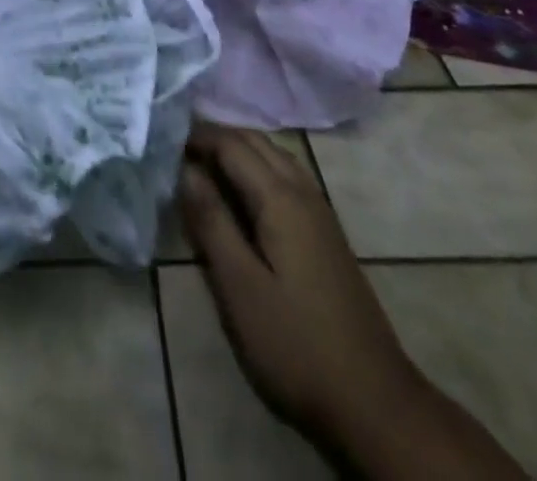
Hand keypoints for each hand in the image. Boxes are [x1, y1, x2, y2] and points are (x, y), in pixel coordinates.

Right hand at [180, 122, 525, 479]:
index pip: (232, 144)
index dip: (197, 135)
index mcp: (280, 198)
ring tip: (203, 163)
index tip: (162, 137)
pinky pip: (286, 177)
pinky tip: (242, 192)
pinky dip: (258, 167)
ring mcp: (320, 212)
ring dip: (239, 149)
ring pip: (274, 156)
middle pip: (256, 142)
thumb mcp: (240, 286)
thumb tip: (185, 169)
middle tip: (177, 147)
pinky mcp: (326, 234)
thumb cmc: (296, 344)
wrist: (374, 402)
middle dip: (216, 135)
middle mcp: (303, 191)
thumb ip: (211, 221)